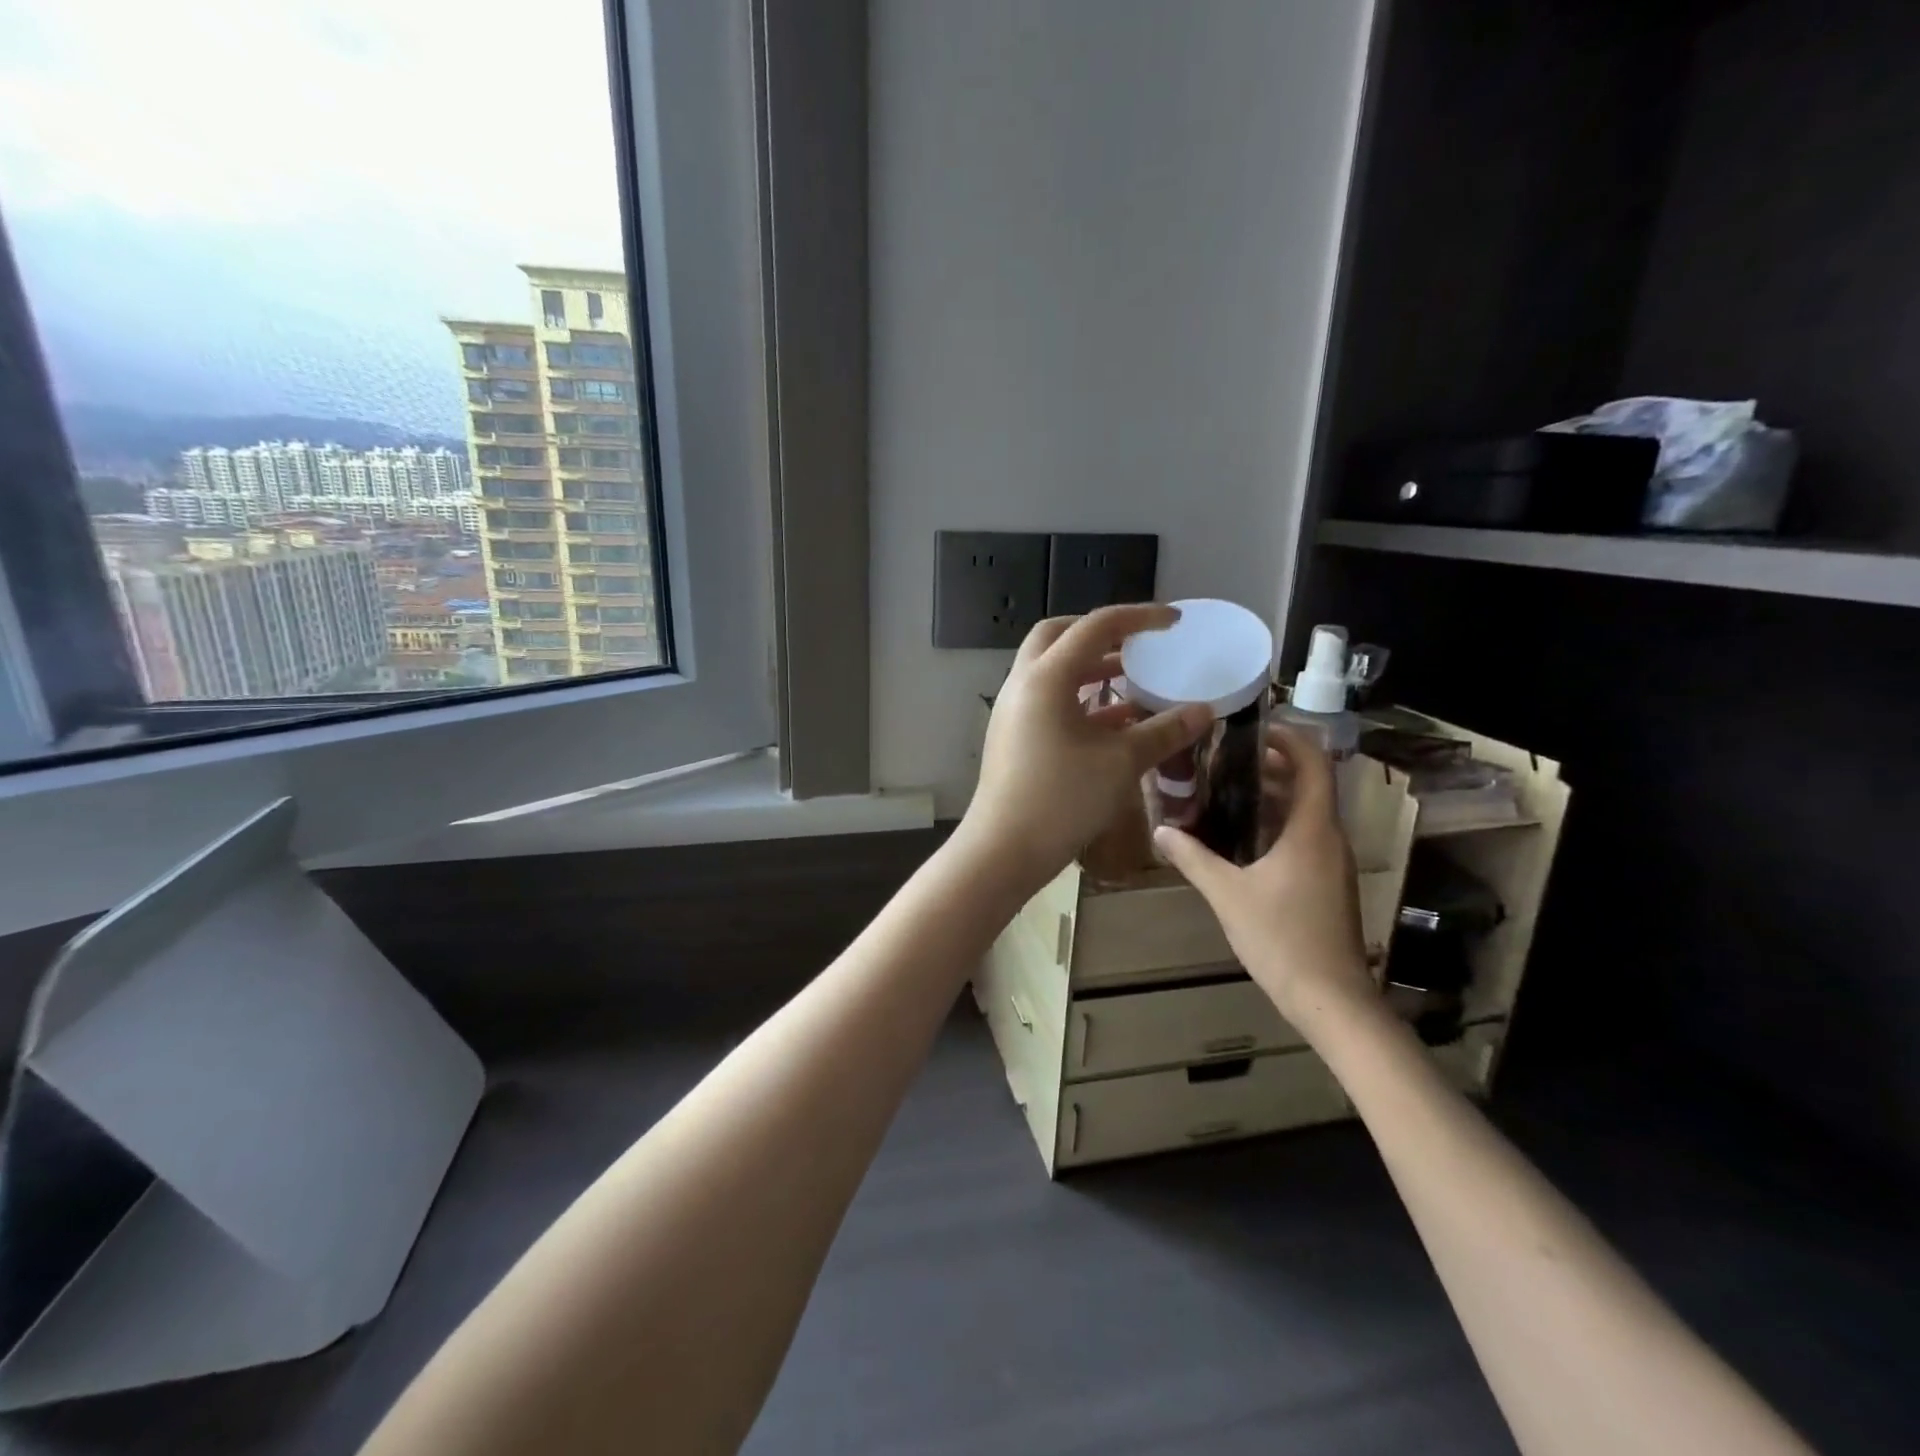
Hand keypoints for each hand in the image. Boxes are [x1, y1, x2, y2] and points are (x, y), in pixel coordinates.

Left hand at [959, 604, 1212, 893]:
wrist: (1004, 850)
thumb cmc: (1062, 798)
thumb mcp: (1121, 762)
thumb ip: (1164, 731)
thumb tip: (1205, 711)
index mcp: (1046, 677)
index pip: (1094, 627)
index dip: (1138, 618)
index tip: (1173, 621)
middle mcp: (1023, 683)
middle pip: (1059, 637)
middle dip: (1100, 633)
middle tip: (1136, 643)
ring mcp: (1014, 711)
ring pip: (1053, 671)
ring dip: (1091, 669)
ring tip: (1134, 679)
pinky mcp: (1014, 736)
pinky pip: (1050, 702)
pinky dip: (1081, 700)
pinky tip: (1116, 721)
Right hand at [1154, 724, 1375, 1032]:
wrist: (1329, 998)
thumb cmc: (1281, 938)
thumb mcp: (1228, 894)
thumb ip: (1193, 858)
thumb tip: (1160, 831)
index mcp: (1312, 830)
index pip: (1312, 764)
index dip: (1288, 739)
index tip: (1254, 728)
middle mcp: (1329, 838)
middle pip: (1308, 785)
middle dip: (1271, 766)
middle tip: (1225, 758)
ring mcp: (1332, 863)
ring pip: (1305, 813)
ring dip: (1272, 796)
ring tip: (1226, 790)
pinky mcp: (1327, 883)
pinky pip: (1304, 837)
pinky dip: (1276, 824)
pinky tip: (1240, 838)